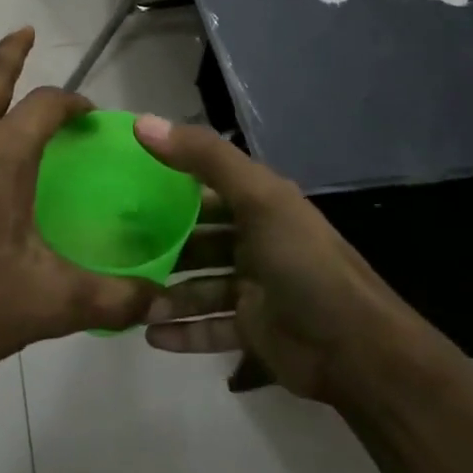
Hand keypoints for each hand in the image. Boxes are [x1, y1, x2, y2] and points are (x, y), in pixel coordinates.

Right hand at [134, 117, 441, 412]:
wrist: (358, 349)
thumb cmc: (303, 262)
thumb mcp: (257, 197)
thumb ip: (202, 158)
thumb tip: (142, 122)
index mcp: (259, 205)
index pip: (204, 188)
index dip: (166, 185)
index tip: (121, 188)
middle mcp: (255, 242)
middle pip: (197, 240)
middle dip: (160, 246)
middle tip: (114, 251)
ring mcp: (254, 289)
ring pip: (198, 286)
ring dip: (167, 294)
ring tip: (130, 301)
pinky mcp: (253, 331)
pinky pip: (209, 328)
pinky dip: (182, 332)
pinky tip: (150, 335)